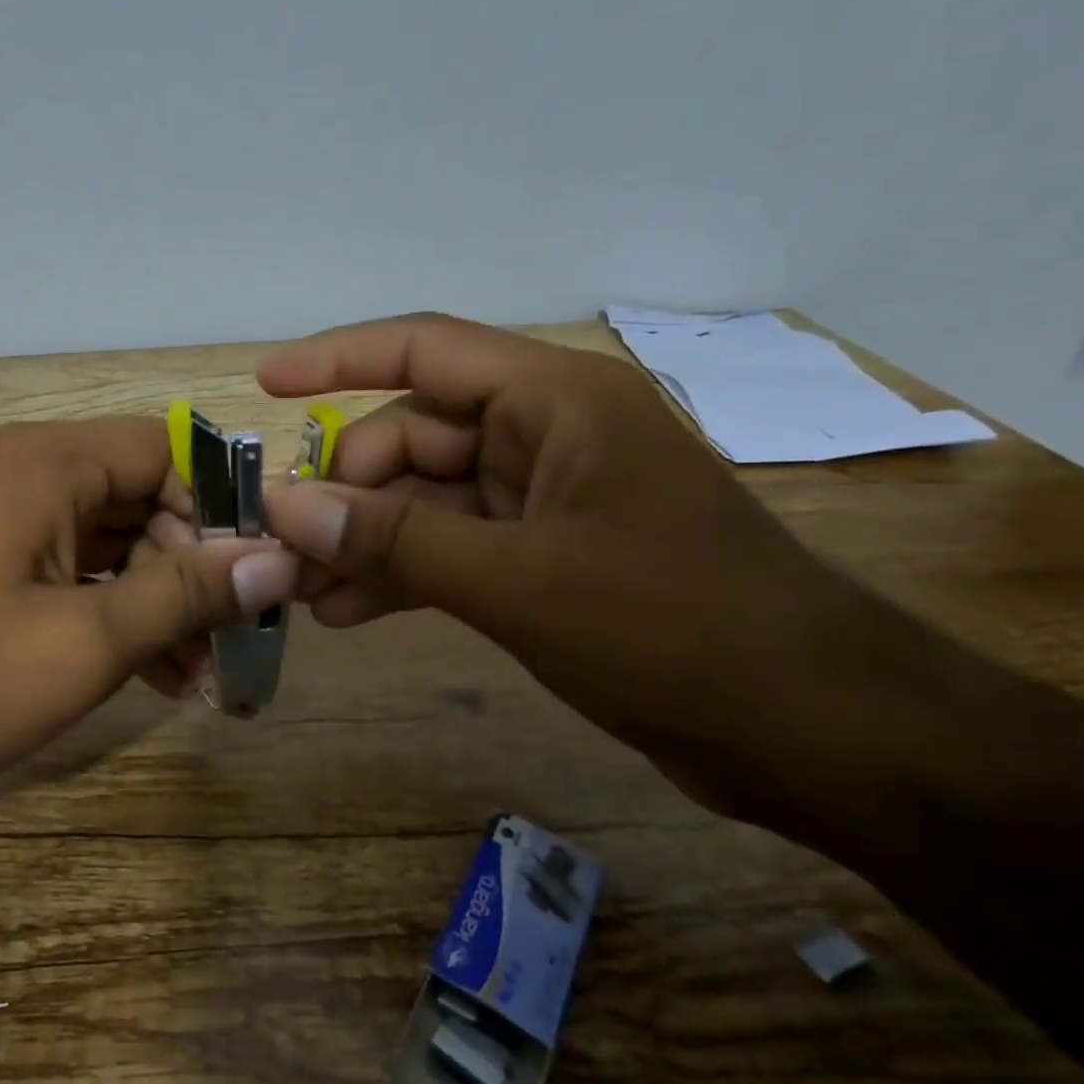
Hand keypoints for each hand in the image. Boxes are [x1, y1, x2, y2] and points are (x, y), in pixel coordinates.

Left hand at [0, 418, 297, 816]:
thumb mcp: (85, 642)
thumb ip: (185, 595)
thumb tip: (278, 560)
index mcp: (51, 463)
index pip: (170, 451)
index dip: (223, 506)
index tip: (263, 571)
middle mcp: (35, 473)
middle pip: (148, 498)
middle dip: (196, 568)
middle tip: (238, 637)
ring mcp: (16, 519)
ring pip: (121, 541)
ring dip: (165, 601)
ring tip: (203, 673)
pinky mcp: (4, 562)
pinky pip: (85, 571)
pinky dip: (123, 613)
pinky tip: (159, 676)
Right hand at [259, 314, 884, 821]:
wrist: (819, 733)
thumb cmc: (676, 629)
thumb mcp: (517, 581)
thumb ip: (394, 539)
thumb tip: (285, 507)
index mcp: (553, 401)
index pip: (424, 350)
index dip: (336, 358)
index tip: (264, 384)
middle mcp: (544, 434)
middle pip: (411, 435)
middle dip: (344, 490)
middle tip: (283, 548)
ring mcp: (542, 497)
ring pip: (422, 498)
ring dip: (363, 540)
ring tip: (302, 591)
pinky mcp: (542, 553)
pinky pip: (448, 545)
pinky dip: (400, 573)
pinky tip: (348, 612)